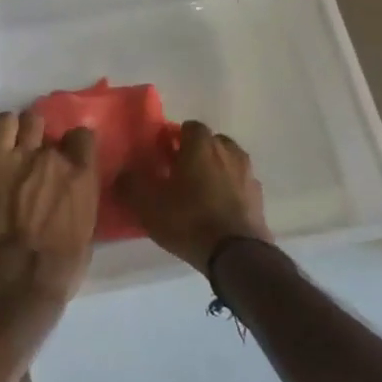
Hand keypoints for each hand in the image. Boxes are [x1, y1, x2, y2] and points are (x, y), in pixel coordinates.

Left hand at [0, 111, 99, 301]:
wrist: (11, 280)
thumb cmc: (56, 271)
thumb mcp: (84, 237)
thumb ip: (80, 205)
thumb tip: (73, 198)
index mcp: (83, 177)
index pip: (84, 137)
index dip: (76, 146)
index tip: (70, 157)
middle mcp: (54, 157)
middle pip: (53, 129)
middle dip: (47, 141)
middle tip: (39, 160)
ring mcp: (20, 154)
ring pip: (28, 120)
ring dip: (25, 132)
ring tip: (18, 148)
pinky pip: (0, 125)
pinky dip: (3, 129)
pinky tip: (1, 143)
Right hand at [117, 120, 270, 274]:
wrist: (236, 254)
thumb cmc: (188, 219)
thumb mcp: (148, 204)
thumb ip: (130, 183)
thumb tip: (122, 172)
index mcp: (201, 145)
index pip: (188, 127)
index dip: (174, 139)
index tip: (162, 156)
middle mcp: (228, 151)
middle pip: (210, 143)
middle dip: (195, 153)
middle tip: (178, 174)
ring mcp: (247, 173)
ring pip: (227, 162)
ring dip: (214, 171)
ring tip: (198, 193)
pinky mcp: (259, 197)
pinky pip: (238, 185)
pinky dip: (228, 190)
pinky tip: (216, 210)